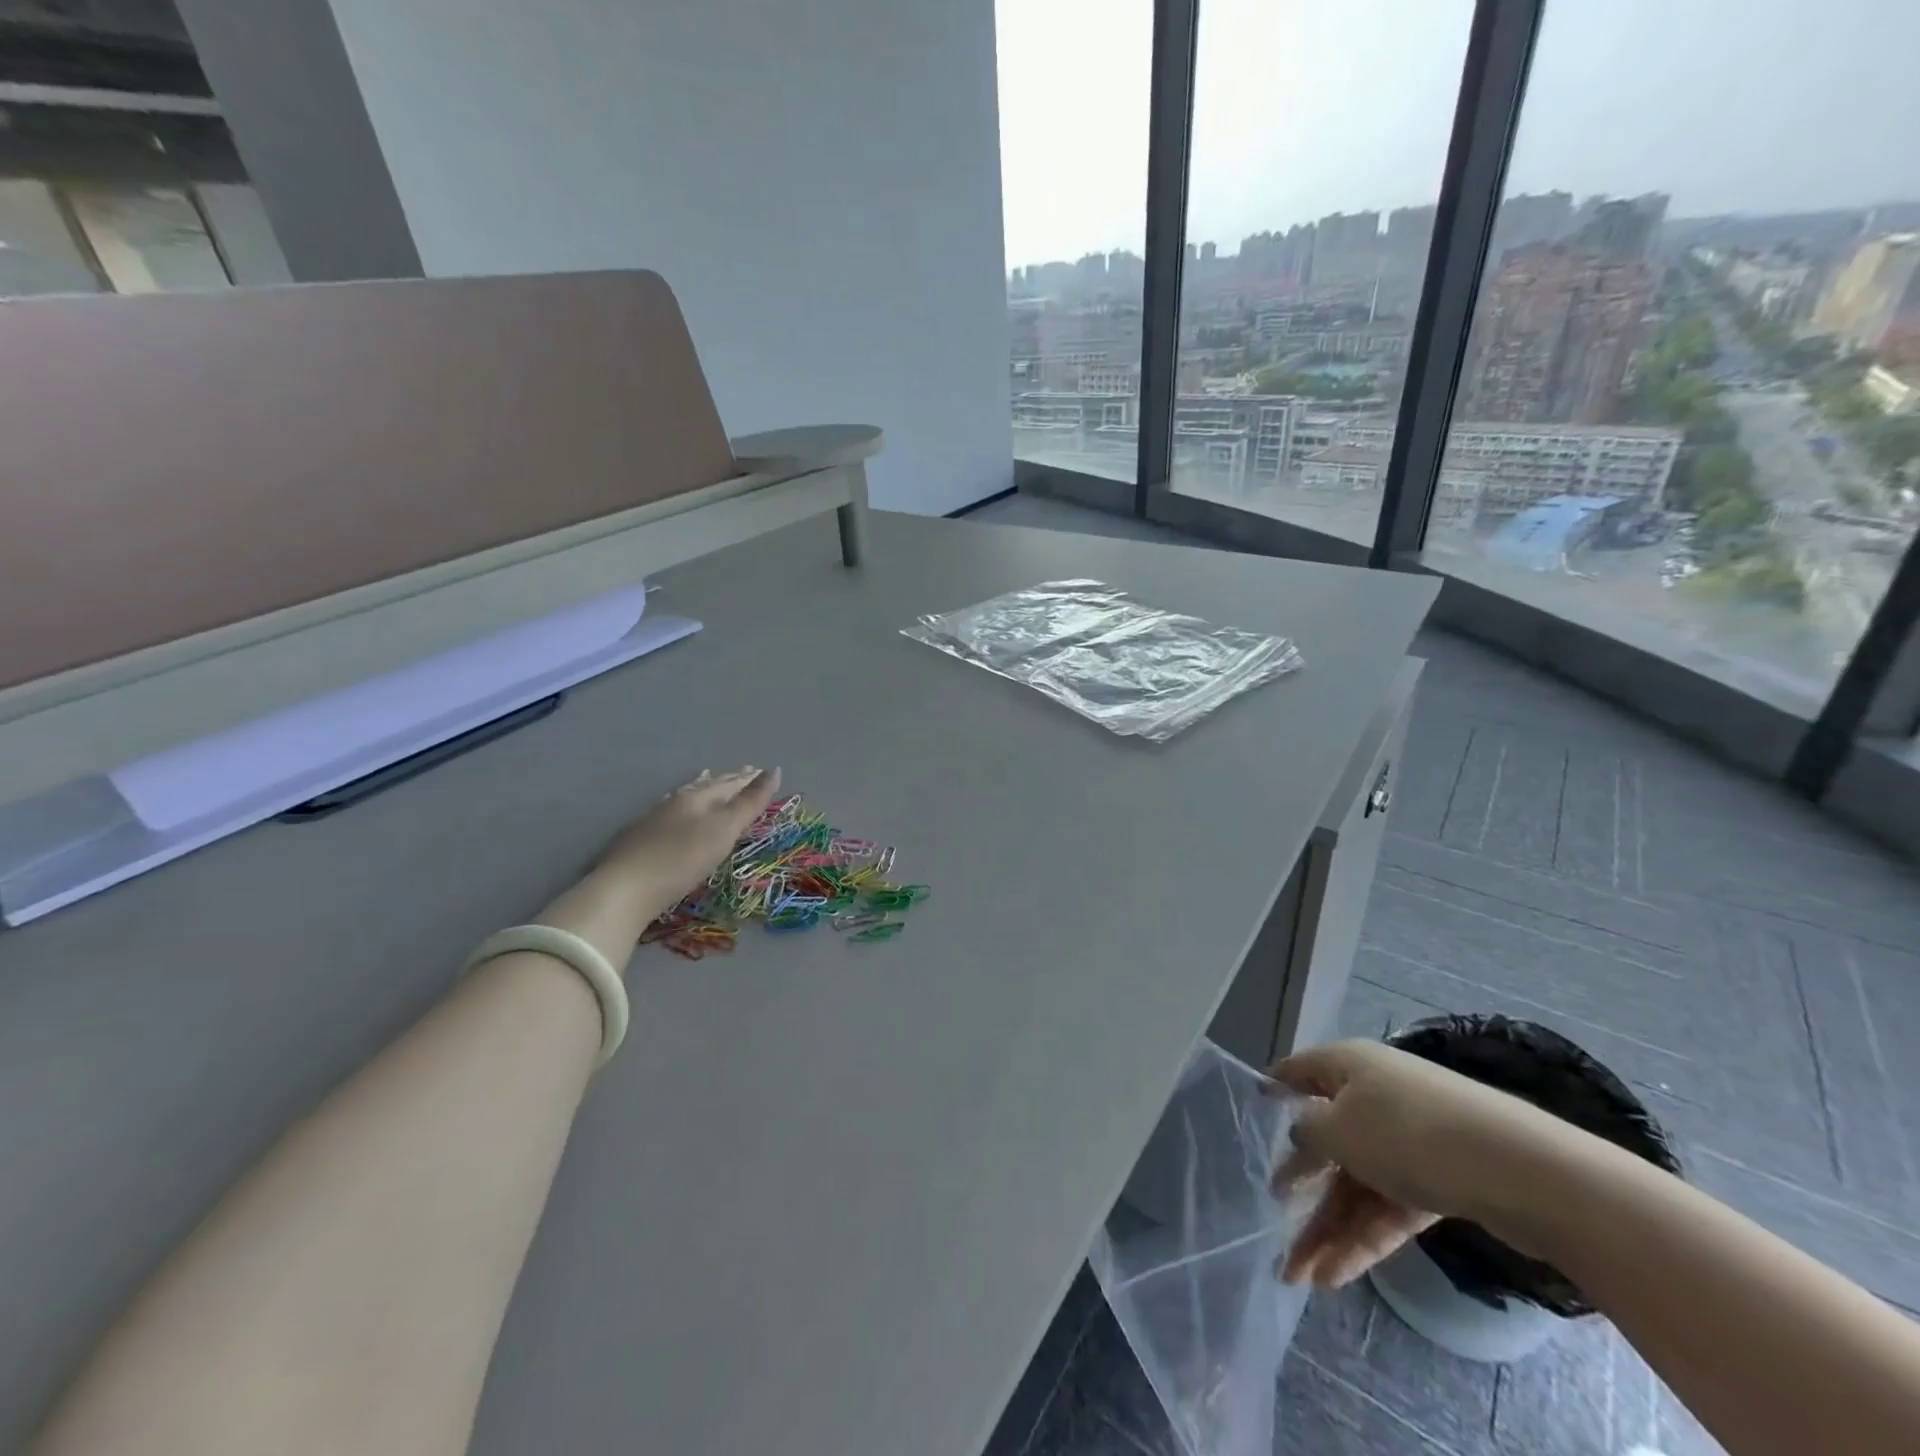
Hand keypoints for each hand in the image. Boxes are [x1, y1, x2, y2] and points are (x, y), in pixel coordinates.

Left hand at [593, 766, 781, 901]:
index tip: (763, 770)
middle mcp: (674, 802)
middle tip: (743, 771)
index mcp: (697, 798)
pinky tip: (673, 812)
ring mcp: (652, 820)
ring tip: (707, 778)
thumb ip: (749, 803)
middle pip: (706, 786)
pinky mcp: (638, 840)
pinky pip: (668, 812)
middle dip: (727, 780)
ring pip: (683, 797)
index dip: (748, 779)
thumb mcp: (723, 830)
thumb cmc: (682, 859)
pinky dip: (680, 807)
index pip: (729, 783)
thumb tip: (773, 770)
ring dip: (700, 788)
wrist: (624, 890)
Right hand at [1266, 1039, 1565, 1287]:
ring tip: (1301, 1276)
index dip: (1275, 1088)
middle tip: (1273, 1220)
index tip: (1252, 1108)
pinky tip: (1339, 1276)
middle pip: (1329, 1141)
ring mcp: (1411, 1141)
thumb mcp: (1339, 1129)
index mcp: (1349, 1066)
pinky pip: (1391, 1207)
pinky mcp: (1442, 1180)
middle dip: (1301, 1187)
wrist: (1524, 1172)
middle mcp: (1376, 1096)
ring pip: (1358, 1183)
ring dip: (1330, 1227)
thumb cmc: (1409, 1133)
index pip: (1300, 1072)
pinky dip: (1365, 1238)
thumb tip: (1303, 1132)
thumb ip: (1308, 1132)